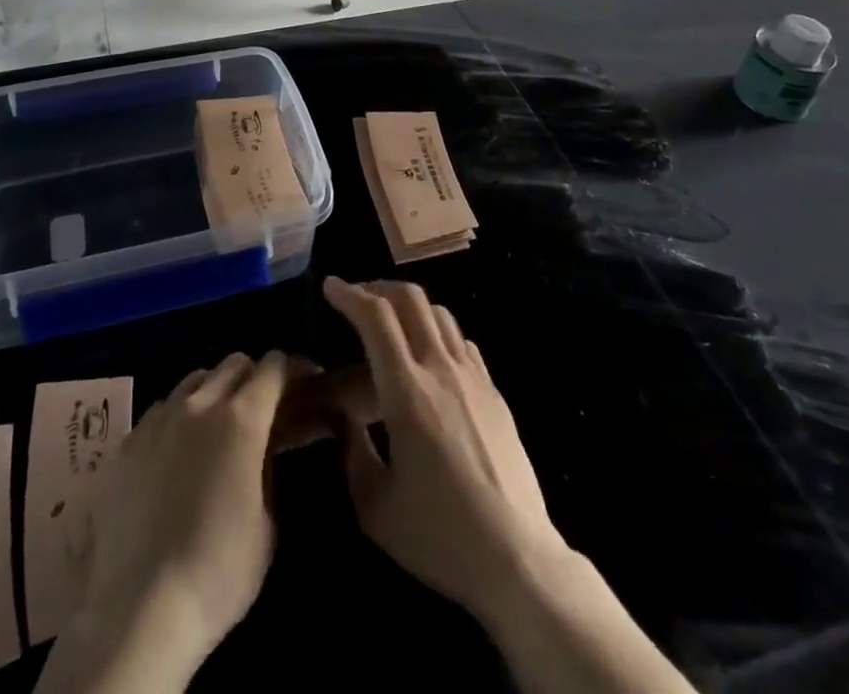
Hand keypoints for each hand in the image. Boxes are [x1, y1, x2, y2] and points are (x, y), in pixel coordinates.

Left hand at [38, 352, 295, 693]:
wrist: (138, 610)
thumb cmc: (218, 572)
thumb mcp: (267, 523)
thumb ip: (268, 469)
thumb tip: (264, 449)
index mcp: (242, 418)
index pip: (274, 367)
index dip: (293, 370)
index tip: (304, 384)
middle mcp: (200, 403)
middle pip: (234, 363)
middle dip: (254, 377)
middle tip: (262, 409)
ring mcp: (159, 418)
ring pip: (195, 379)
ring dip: (214, 391)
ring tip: (217, 427)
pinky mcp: (128, 440)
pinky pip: (162, 409)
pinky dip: (179, 417)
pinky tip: (177, 452)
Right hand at [321, 277, 564, 620]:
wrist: (518, 560)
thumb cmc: (439, 536)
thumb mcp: (374, 506)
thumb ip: (350, 450)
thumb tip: (337, 413)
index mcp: (407, 392)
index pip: (376, 317)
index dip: (350, 294)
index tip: (330, 287)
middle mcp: (441, 370)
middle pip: (411, 299)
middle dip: (378, 287)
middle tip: (356, 298)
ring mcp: (473, 378)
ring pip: (439, 314)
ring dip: (409, 306)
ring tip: (390, 322)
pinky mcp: (494, 393)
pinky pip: (461, 342)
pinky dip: (436, 332)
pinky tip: (428, 356)